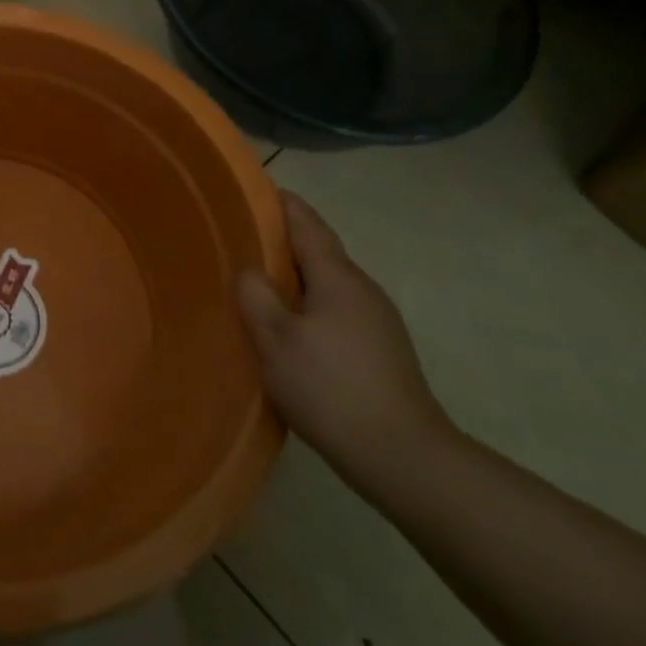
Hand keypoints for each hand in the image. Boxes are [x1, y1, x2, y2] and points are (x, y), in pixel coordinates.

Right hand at [238, 192, 455, 489]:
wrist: (402, 456)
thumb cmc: (331, 388)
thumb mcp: (276, 340)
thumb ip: (256, 295)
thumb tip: (250, 269)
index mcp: (338, 277)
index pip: (306, 223)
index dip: (281, 204)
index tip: (254, 190)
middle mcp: (363, 289)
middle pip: (319, 251)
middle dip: (283, 240)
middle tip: (242, 238)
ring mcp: (377, 320)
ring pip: (328, 283)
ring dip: (296, 276)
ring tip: (259, 282)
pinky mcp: (381, 349)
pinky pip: (337, 309)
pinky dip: (310, 304)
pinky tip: (291, 327)